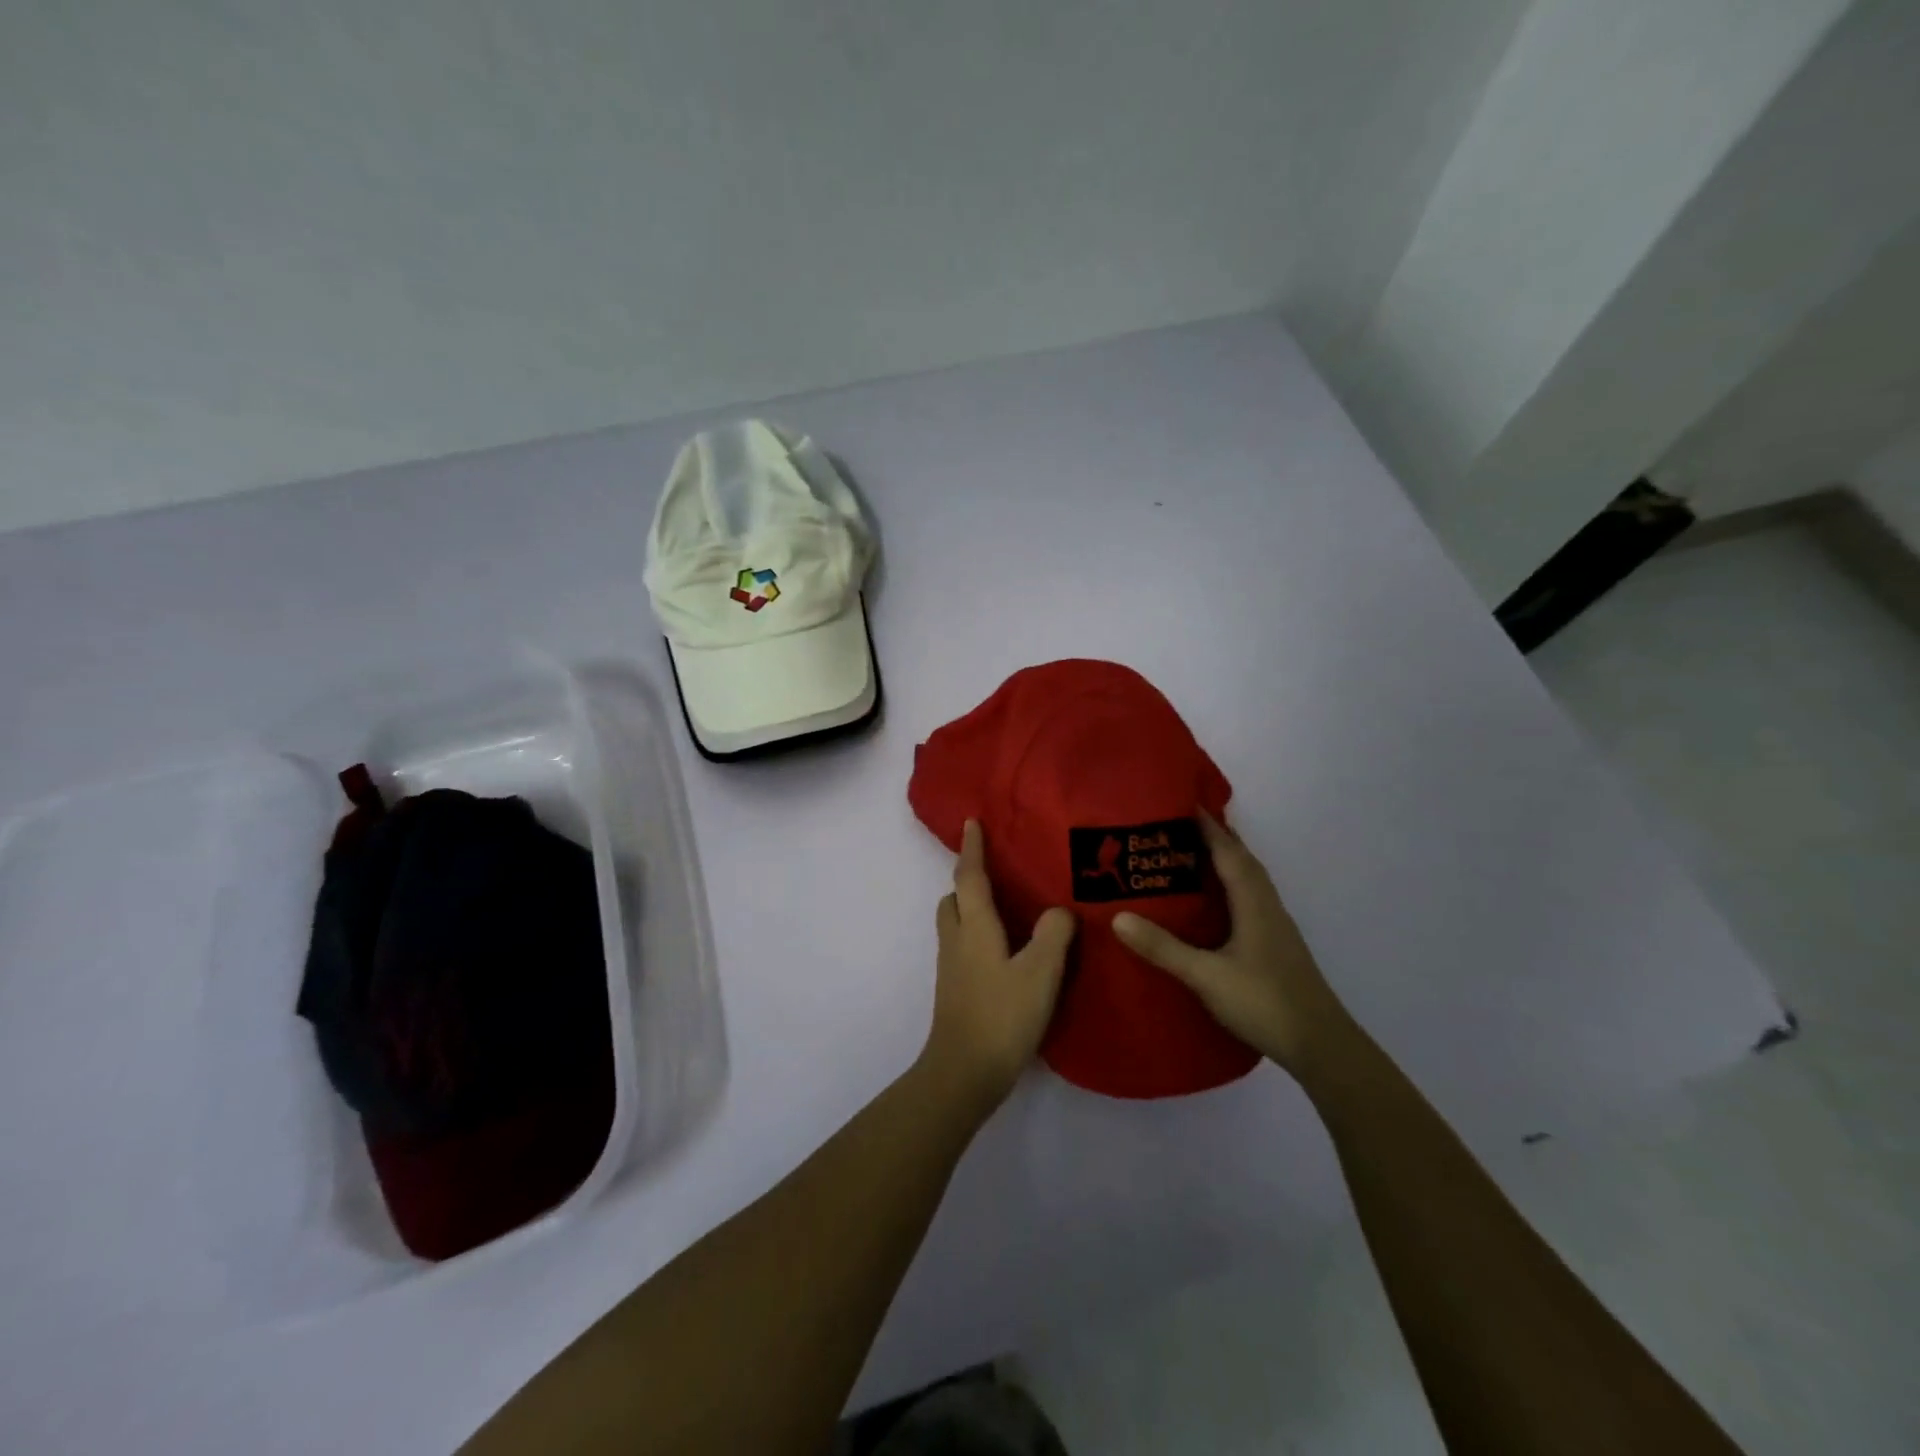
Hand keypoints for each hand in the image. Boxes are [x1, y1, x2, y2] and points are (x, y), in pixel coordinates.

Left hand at [922, 820, 1076, 1112]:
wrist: (964, 1073)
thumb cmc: (1001, 1017)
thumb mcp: (1040, 974)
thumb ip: (1053, 936)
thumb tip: (1059, 911)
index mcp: (974, 928)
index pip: (969, 877)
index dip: (971, 849)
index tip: (970, 822)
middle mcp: (957, 940)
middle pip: (954, 898)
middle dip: (967, 878)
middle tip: (996, 870)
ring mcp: (952, 967)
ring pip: (955, 923)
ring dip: (970, 906)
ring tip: (1005, 907)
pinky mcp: (955, 989)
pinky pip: (963, 944)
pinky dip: (977, 932)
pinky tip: (1005, 949)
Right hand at [1113, 811, 1348, 1076]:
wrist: (1321, 1046)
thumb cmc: (1265, 1003)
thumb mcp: (1206, 976)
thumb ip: (1163, 948)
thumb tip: (1118, 917)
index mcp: (1253, 903)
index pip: (1229, 852)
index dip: (1208, 826)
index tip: (1182, 802)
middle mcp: (1267, 906)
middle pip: (1243, 860)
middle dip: (1216, 837)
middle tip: (1178, 825)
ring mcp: (1275, 927)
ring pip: (1249, 880)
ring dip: (1225, 860)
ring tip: (1191, 854)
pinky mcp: (1276, 945)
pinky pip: (1250, 899)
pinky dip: (1231, 885)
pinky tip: (1214, 901)